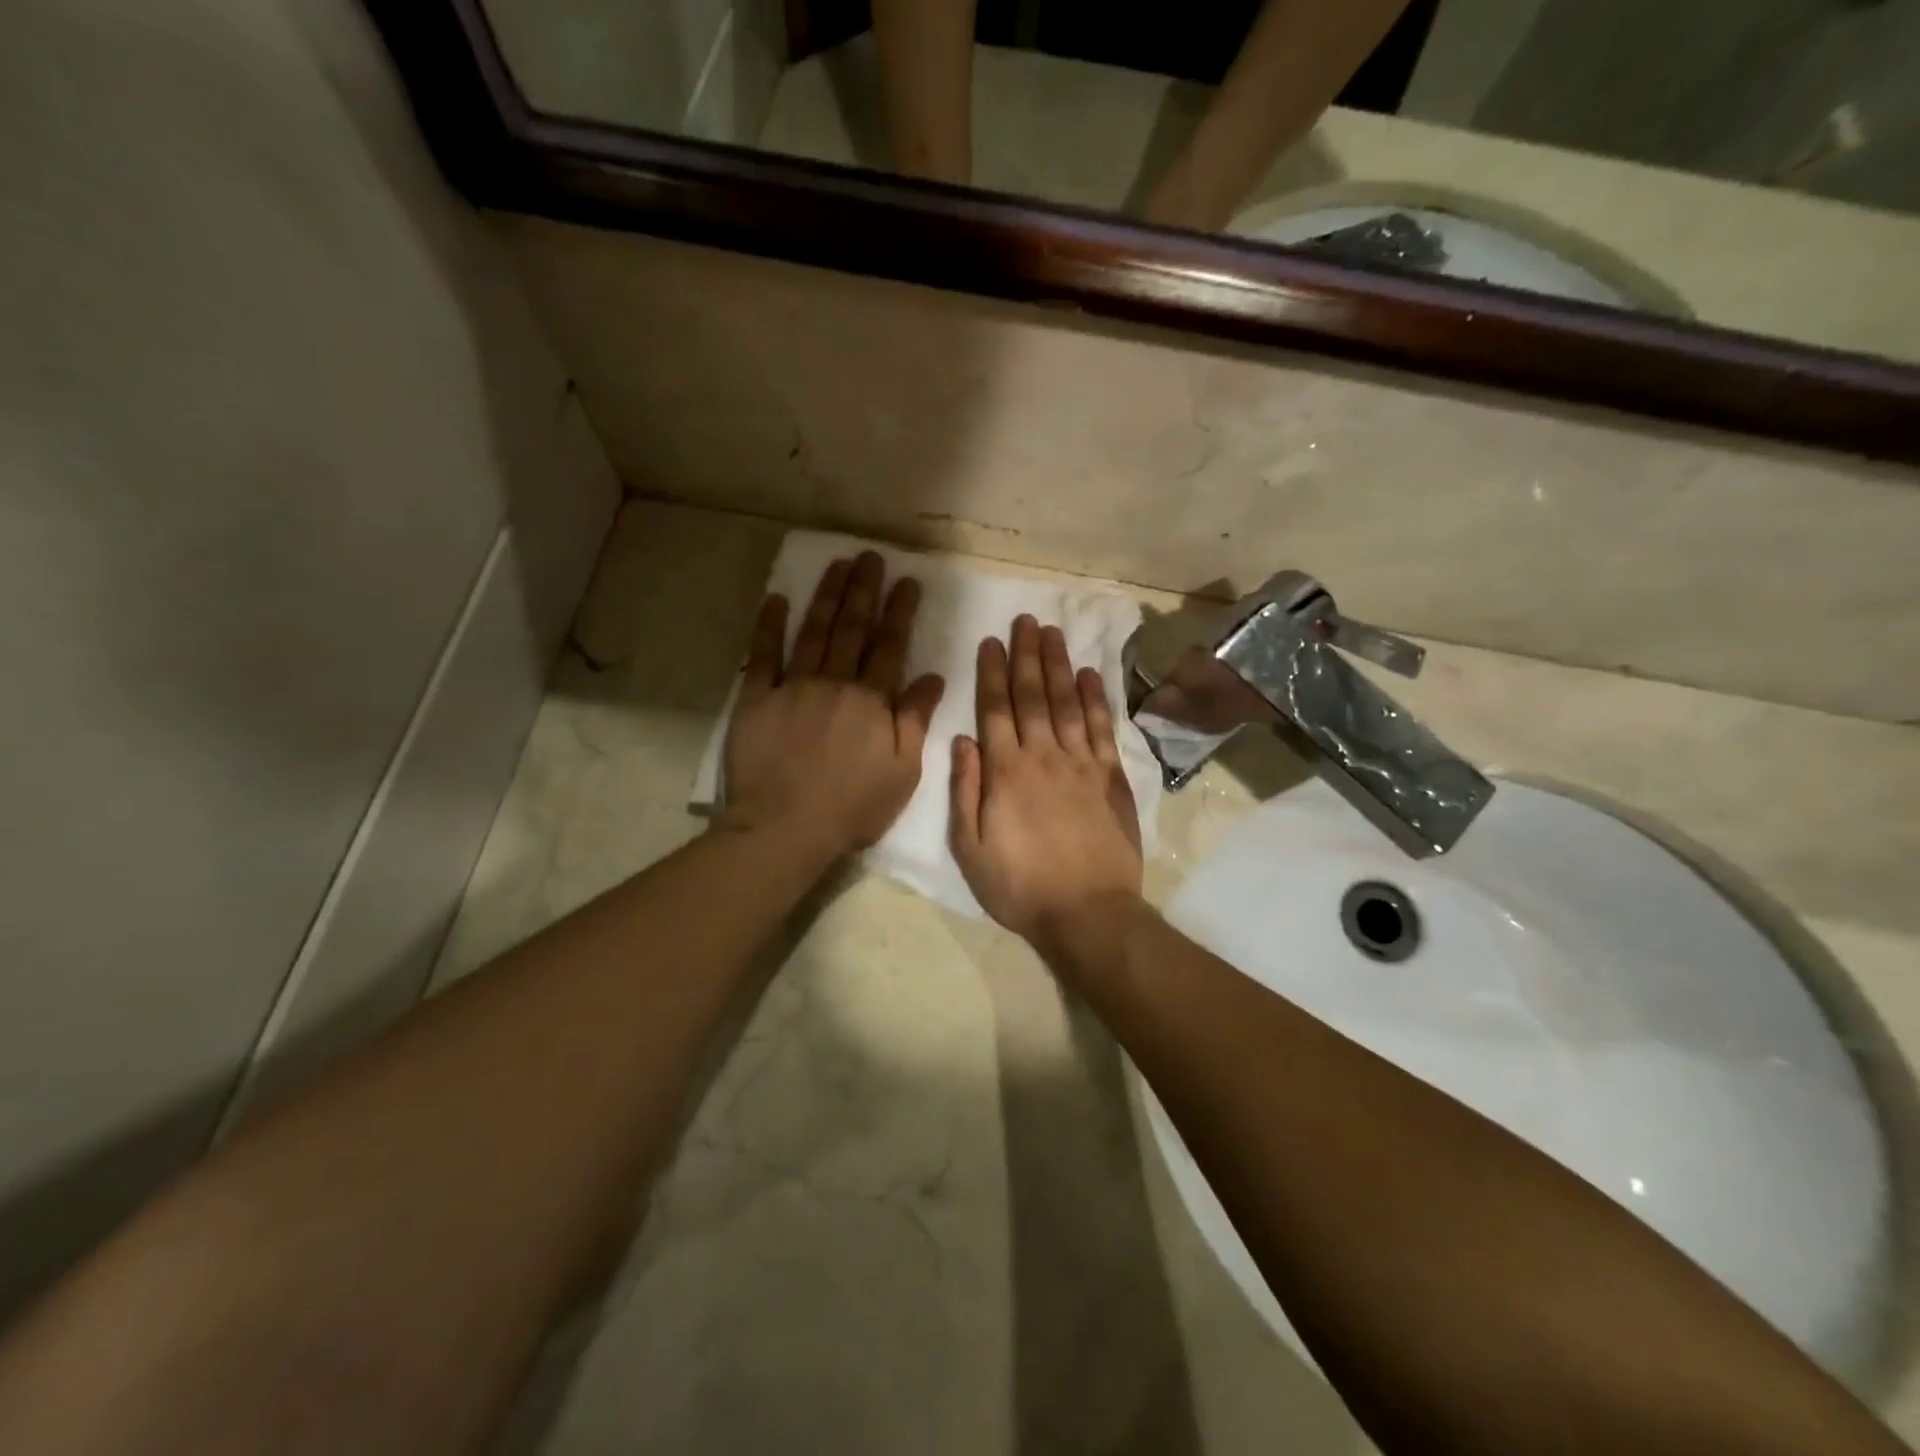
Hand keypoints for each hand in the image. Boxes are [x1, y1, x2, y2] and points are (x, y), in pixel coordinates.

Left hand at [724, 552, 944, 858]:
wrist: (786, 827)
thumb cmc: (852, 806)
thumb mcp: (902, 771)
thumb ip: (916, 720)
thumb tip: (933, 677)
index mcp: (872, 701)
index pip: (890, 646)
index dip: (899, 612)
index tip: (907, 581)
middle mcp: (835, 683)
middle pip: (852, 629)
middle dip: (864, 590)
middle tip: (870, 557)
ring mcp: (793, 687)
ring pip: (814, 631)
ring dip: (827, 596)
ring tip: (838, 564)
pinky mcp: (757, 698)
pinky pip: (763, 655)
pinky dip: (770, 625)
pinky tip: (778, 598)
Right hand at [950, 615, 1143, 951]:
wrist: (1087, 913)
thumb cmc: (1020, 886)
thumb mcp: (971, 848)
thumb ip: (965, 791)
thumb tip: (962, 741)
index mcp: (1005, 772)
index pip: (996, 709)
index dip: (992, 672)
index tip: (991, 640)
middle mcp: (1043, 756)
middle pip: (1033, 695)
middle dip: (1027, 655)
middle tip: (1026, 620)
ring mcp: (1082, 764)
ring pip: (1068, 703)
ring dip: (1059, 665)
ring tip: (1054, 633)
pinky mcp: (1111, 778)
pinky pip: (1103, 729)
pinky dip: (1096, 699)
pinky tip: (1089, 676)